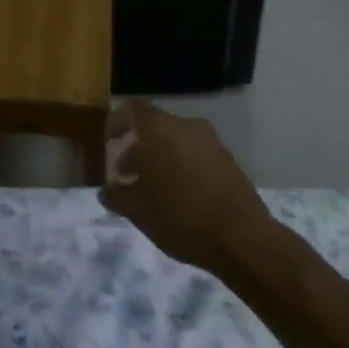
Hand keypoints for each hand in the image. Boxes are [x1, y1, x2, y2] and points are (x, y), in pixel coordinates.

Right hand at [99, 101, 268, 269]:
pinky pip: (195, 153)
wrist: (243, 239)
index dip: (116, 123)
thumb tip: (105, 191)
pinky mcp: (228, 159)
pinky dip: (182, 165)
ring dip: (160, 158)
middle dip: (137, 148)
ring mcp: (210, 140)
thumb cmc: (181, 217)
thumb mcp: (139, 211)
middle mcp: (185, 125)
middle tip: (127, 175)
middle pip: (153, 126)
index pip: (131, 108)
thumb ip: (117, 196)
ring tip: (153, 190)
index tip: (109, 145)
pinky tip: (180, 196)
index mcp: (158, 128)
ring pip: (175, 140)